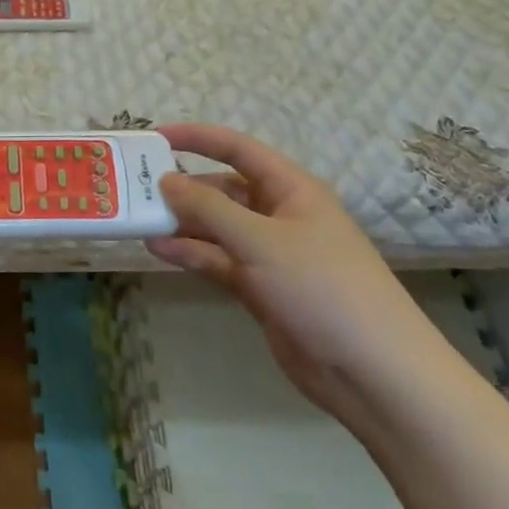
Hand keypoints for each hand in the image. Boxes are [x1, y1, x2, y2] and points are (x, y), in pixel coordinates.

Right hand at [146, 124, 437, 417]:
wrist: (373, 372)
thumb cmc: (321, 288)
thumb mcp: (260, 240)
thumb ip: (209, 208)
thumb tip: (167, 180)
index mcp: (291, 189)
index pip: (237, 149)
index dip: (197, 138)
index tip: (154, 136)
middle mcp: (279, 215)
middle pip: (222, 189)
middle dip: (183, 187)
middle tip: (136, 188)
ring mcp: (270, 254)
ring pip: (217, 227)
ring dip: (182, 222)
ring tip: (139, 219)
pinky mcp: (261, 288)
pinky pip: (218, 260)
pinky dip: (191, 253)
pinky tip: (159, 250)